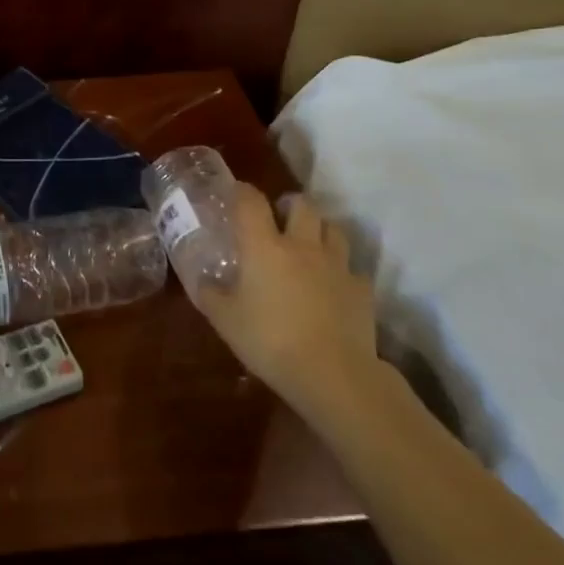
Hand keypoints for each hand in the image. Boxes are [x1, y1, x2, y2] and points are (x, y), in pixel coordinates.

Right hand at [194, 183, 380, 416]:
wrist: (333, 373)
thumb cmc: (269, 341)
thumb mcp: (224, 320)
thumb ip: (210, 293)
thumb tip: (201, 280)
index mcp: (264, 246)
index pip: (251, 201)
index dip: (241, 191)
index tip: (234, 191)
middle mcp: (303, 246)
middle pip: (303, 205)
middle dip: (289, 205)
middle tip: (277, 218)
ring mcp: (337, 265)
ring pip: (334, 229)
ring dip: (319, 229)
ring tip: (307, 245)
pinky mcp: (362, 289)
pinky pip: (351, 267)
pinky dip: (340, 269)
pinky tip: (331, 285)